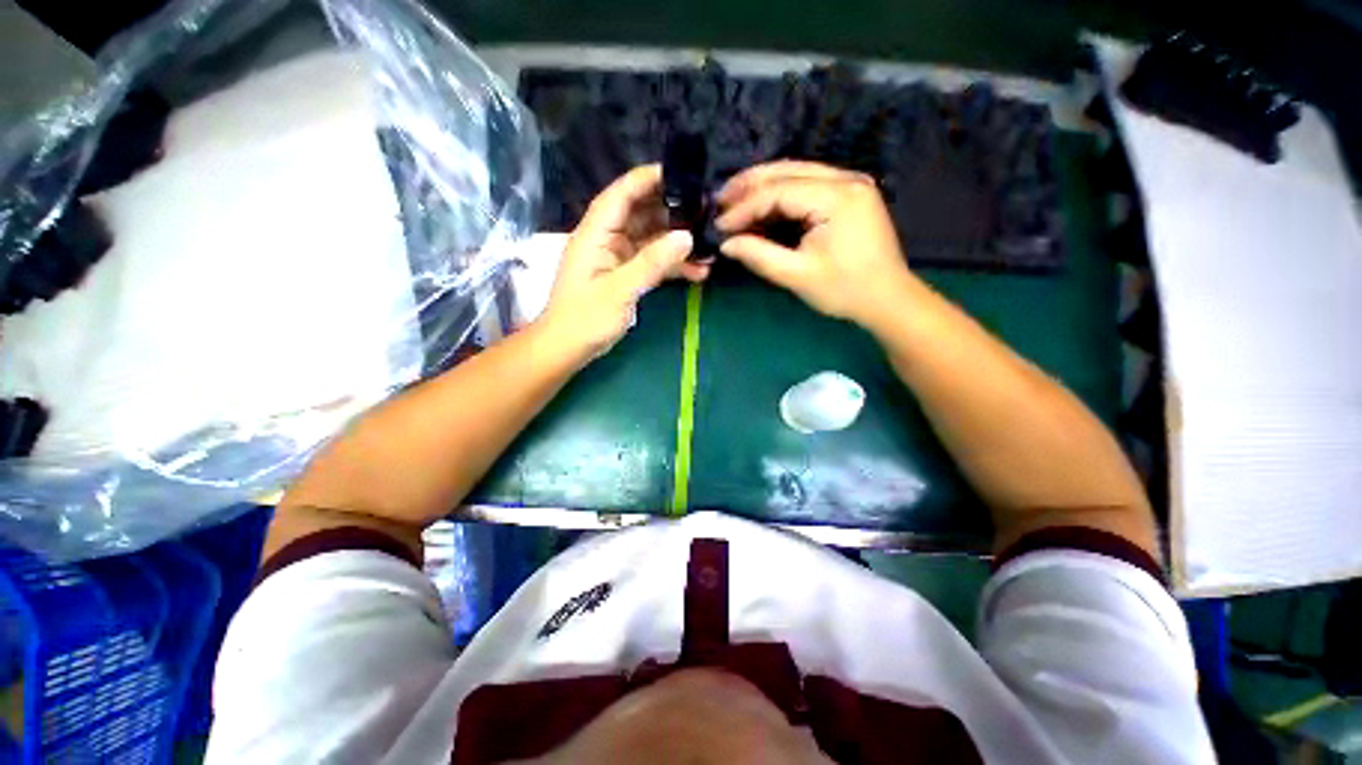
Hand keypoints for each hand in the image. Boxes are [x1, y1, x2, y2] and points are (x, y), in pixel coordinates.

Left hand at [542, 164, 709, 359]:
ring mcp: (617, 258)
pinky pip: (652, 263)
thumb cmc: (585, 318)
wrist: (568, 349)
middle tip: (705, 210)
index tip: (680, 173)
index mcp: (596, 233)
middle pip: (640, 214)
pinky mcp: (625, 276)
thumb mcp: (619, 290)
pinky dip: (672, 266)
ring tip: (709, 246)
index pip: (621, 194)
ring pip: (651, 240)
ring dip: (677, 243)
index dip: (647, 179)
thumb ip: (651, 262)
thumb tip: (686, 237)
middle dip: (672, 211)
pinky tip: (697, 272)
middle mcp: (607, 239)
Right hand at [716, 161, 916, 329]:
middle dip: (749, 185)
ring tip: (733, 201)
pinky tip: (762, 206)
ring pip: (796, 173)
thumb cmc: (845, 290)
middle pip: (786, 171)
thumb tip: (726, 244)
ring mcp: (850, 183)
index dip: (744, 208)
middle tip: (719, 201)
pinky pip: (807, 185)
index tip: (719, 226)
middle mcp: (846, 179)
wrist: (888, 298)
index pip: (778, 192)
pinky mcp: (849, 193)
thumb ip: (759, 256)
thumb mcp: (797, 276)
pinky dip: (781, 195)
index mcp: (837, 197)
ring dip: (762, 186)